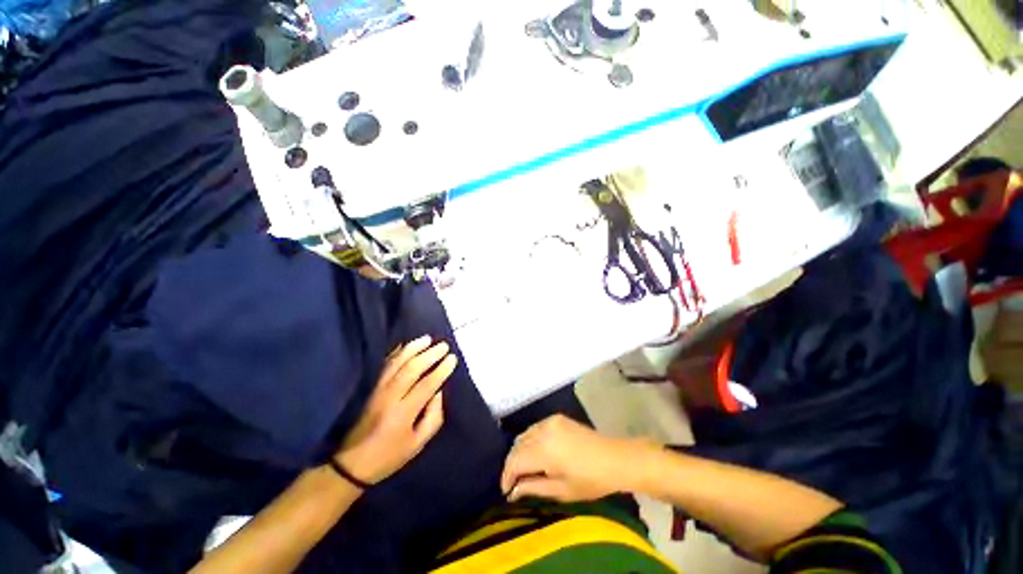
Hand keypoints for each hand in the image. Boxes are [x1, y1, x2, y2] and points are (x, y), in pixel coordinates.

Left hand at [334, 335, 456, 484]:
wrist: (351, 464)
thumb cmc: (389, 456)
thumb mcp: (418, 444)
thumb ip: (433, 416)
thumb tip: (438, 391)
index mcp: (403, 414)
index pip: (426, 385)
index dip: (441, 370)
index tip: (452, 358)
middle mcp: (389, 398)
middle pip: (411, 369)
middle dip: (429, 355)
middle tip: (443, 346)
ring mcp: (377, 391)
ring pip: (396, 363)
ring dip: (413, 349)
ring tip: (427, 339)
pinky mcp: (371, 389)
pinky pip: (384, 366)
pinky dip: (396, 353)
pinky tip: (405, 346)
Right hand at [500, 415, 656, 502]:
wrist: (615, 458)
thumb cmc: (591, 481)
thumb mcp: (562, 491)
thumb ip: (534, 488)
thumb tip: (513, 492)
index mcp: (544, 450)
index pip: (515, 460)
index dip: (507, 476)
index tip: (506, 491)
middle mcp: (544, 430)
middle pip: (517, 445)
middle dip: (513, 464)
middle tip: (515, 483)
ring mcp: (550, 421)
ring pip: (525, 435)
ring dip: (521, 451)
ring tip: (525, 469)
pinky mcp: (557, 418)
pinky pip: (535, 428)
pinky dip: (531, 440)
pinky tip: (537, 453)